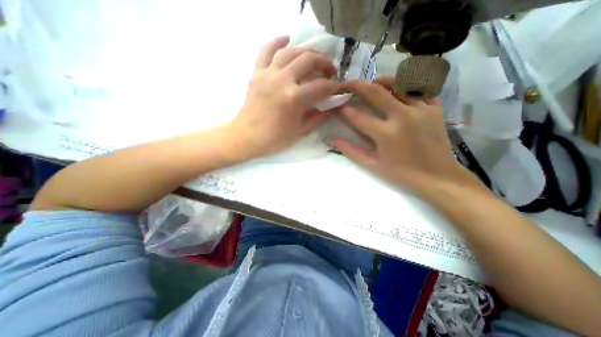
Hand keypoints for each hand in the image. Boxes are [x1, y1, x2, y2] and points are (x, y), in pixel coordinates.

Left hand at [231, 35, 339, 158]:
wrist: (246, 137)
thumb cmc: (274, 139)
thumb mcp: (299, 131)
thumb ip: (317, 118)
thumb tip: (332, 108)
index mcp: (293, 98)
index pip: (320, 86)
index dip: (333, 86)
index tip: (338, 88)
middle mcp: (281, 80)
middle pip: (308, 60)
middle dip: (324, 62)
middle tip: (330, 70)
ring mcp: (267, 74)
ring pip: (290, 51)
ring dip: (306, 51)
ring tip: (315, 57)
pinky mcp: (256, 73)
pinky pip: (265, 51)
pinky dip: (277, 42)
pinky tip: (287, 39)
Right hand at [330, 77, 484, 194]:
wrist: (438, 177)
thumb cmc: (402, 174)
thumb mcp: (373, 166)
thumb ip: (352, 151)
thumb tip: (334, 140)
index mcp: (386, 134)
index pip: (358, 117)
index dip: (345, 110)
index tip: (337, 105)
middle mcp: (403, 116)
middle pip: (376, 92)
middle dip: (358, 86)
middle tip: (347, 83)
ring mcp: (421, 109)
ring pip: (398, 84)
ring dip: (381, 81)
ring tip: (372, 83)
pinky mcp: (434, 109)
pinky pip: (418, 89)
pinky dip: (406, 86)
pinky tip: (399, 90)